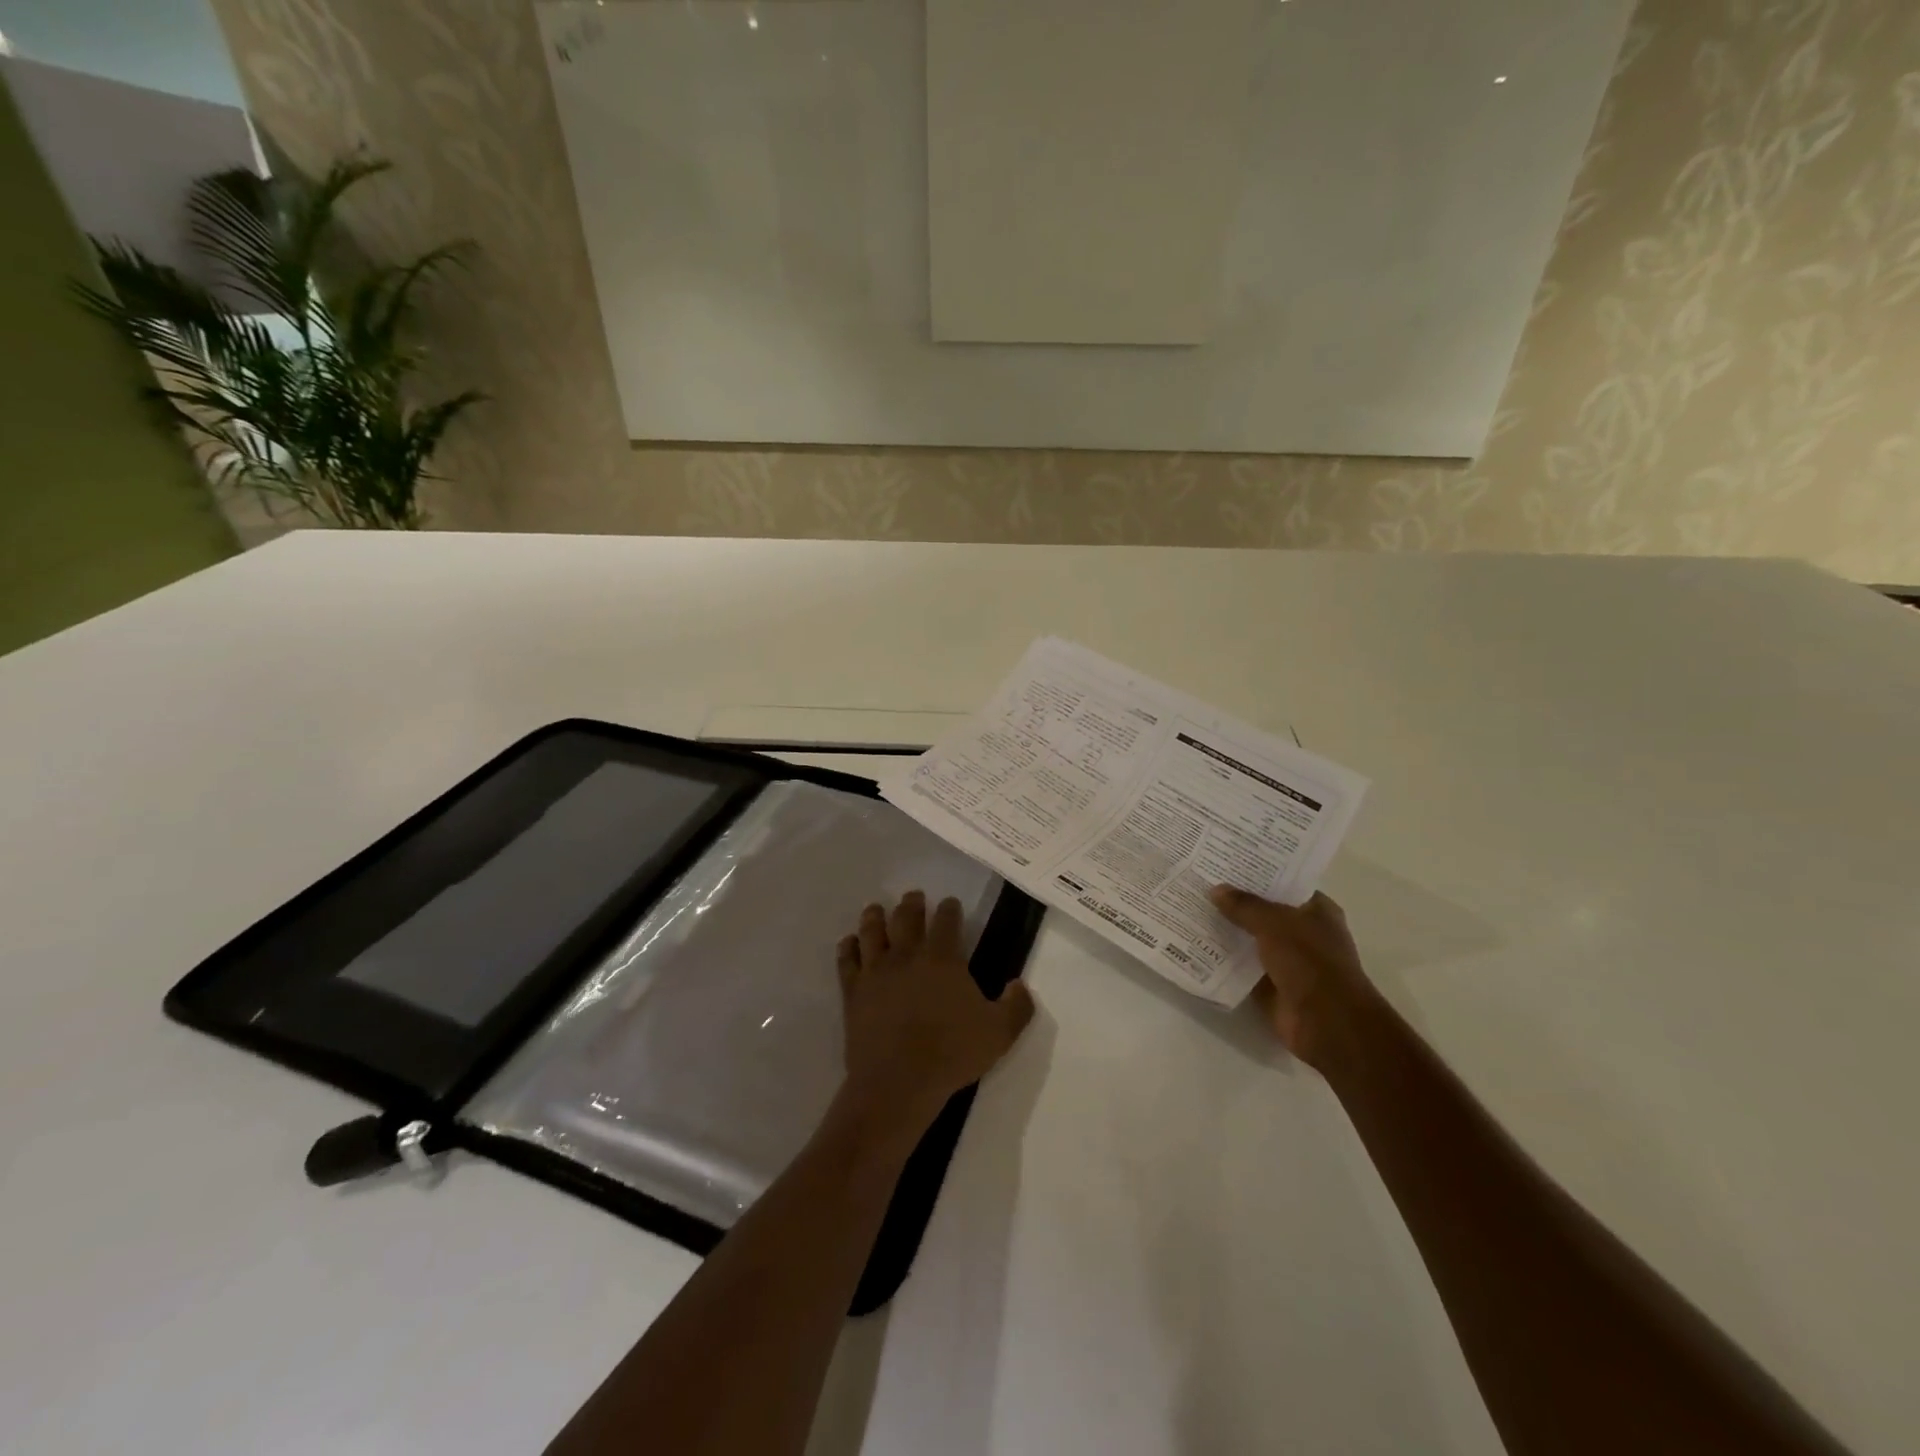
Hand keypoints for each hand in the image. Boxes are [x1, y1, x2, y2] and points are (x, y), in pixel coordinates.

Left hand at [836, 891, 1035, 1127]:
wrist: (898, 1082)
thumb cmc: (951, 1054)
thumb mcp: (999, 1033)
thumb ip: (1017, 1006)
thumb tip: (1020, 984)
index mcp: (943, 959)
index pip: (947, 921)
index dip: (950, 909)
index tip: (950, 902)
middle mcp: (907, 956)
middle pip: (907, 917)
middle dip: (912, 903)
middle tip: (913, 896)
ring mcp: (876, 971)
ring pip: (872, 931)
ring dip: (875, 916)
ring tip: (876, 908)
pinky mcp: (854, 991)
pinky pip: (847, 961)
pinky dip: (848, 947)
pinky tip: (849, 942)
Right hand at [1209, 886, 1376, 1069]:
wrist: (1325, 1022)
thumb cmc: (1309, 962)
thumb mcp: (1274, 923)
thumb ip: (1244, 905)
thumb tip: (1216, 890)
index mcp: (1317, 911)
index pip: (1284, 884)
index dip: (1257, 874)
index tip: (1225, 863)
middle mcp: (1304, 934)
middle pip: (1264, 912)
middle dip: (1236, 902)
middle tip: (1200, 884)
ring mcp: (1288, 962)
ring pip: (1251, 940)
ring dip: (1227, 931)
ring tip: (1191, 910)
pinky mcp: (1271, 987)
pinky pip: (1242, 967)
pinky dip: (1224, 960)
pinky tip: (1196, 944)